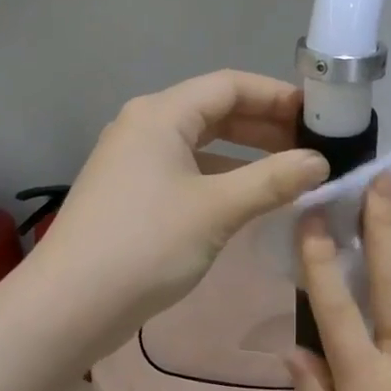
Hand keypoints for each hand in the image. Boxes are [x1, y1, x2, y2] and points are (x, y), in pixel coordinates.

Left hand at [32, 70, 328, 335]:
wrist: (71, 305)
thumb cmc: (147, 245)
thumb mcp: (217, 209)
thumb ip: (273, 181)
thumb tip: (320, 163)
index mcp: (161, 114)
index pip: (230, 85)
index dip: (277, 96)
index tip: (319, 117)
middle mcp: (144, 127)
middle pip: (214, 111)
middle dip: (265, 127)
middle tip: (311, 148)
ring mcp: (133, 162)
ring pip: (201, 145)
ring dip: (246, 156)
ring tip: (290, 175)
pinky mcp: (131, 195)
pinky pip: (187, 173)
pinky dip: (221, 179)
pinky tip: (248, 201)